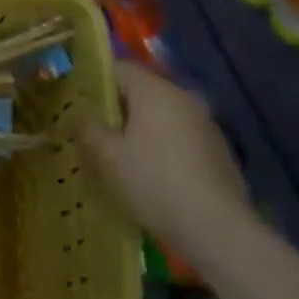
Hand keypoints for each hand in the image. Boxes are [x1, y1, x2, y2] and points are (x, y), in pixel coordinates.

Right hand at [81, 62, 254, 261]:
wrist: (218, 230)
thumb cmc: (154, 183)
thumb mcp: (108, 158)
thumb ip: (89, 129)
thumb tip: (81, 113)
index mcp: (154, 91)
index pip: (120, 68)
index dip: (96, 80)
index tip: (80, 102)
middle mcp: (182, 97)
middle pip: (143, 90)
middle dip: (118, 107)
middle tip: (96, 131)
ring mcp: (205, 123)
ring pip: (163, 114)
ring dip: (142, 127)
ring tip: (122, 155)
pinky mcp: (218, 149)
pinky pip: (181, 135)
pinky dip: (164, 144)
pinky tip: (154, 173)